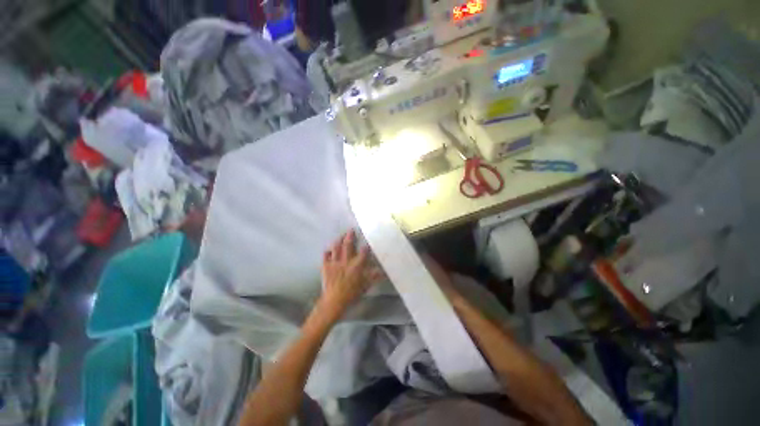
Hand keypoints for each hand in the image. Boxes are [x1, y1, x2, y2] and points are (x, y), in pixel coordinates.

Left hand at [319, 230, 382, 316]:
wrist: (334, 300)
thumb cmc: (352, 293)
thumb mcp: (366, 285)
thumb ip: (375, 277)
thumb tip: (384, 272)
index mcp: (357, 265)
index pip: (363, 252)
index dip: (366, 246)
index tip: (367, 241)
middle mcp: (346, 260)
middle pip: (348, 245)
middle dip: (350, 236)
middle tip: (351, 230)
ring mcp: (335, 262)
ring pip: (336, 248)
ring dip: (338, 241)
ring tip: (340, 236)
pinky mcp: (326, 266)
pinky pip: (325, 256)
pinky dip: (327, 252)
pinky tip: (328, 249)